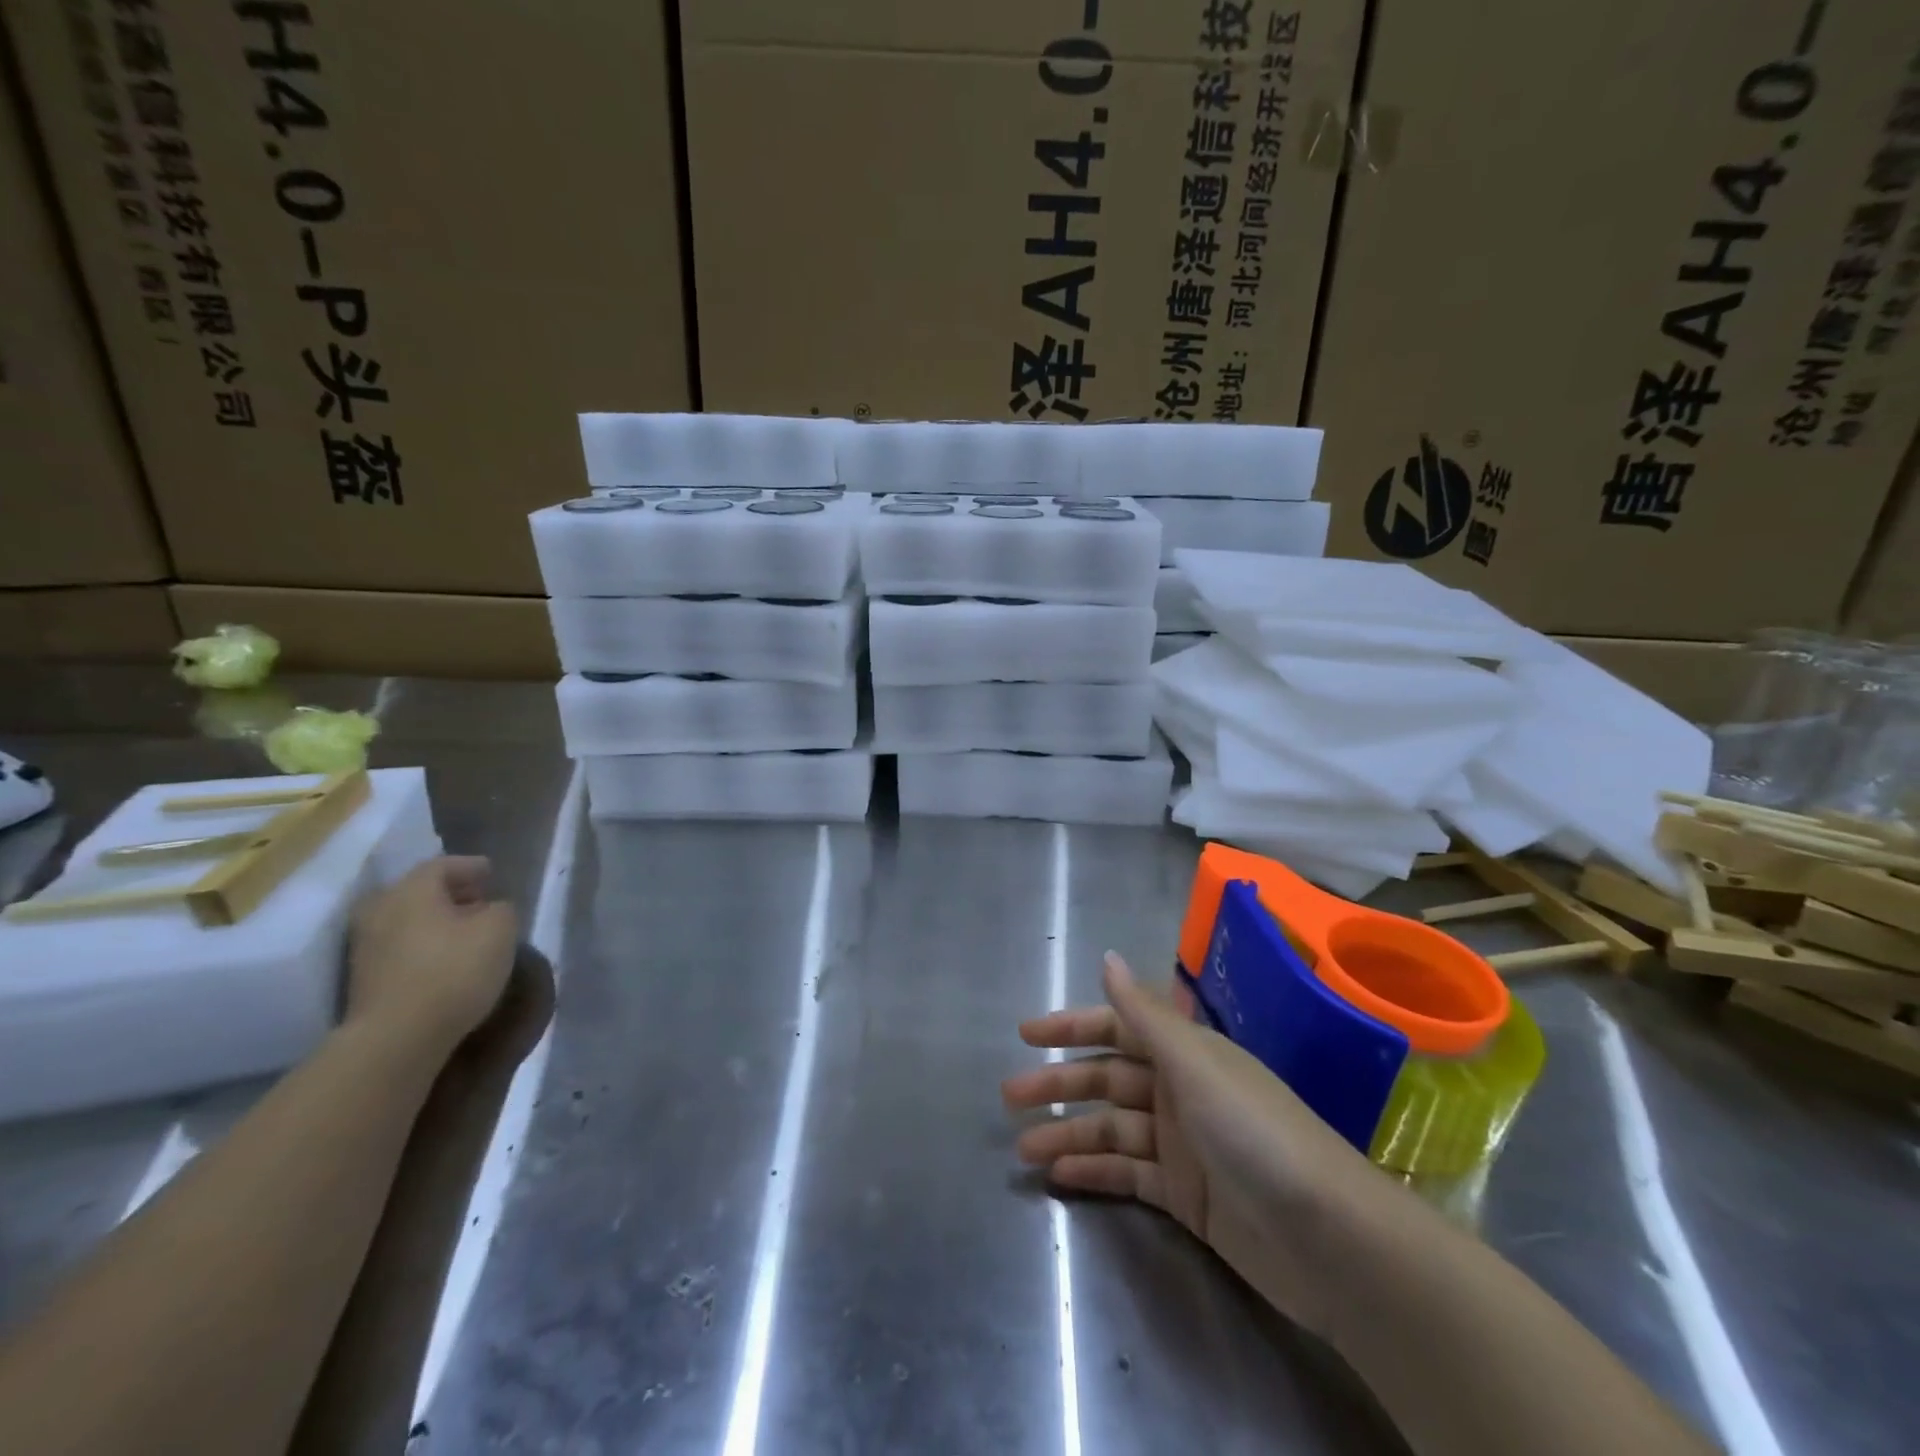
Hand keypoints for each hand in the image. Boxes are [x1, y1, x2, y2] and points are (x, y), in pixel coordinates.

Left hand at [345, 857, 518, 1053]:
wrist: (396, 1038)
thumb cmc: (454, 971)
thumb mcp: (500, 929)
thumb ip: (501, 909)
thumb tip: (491, 909)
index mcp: (411, 889)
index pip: (442, 865)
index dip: (471, 867)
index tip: (492, 874)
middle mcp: (380, 910)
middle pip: (419, 892)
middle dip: (450, 895)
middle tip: (479, 903)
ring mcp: (365, 947)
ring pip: (407, 921)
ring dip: (436, 923)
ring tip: (466, 935)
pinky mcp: (362, 980)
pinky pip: (400, 948)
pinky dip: (423, 947)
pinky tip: (446, 960)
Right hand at [1001, 951, 1387, 1338]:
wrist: (1328, 1237)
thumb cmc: (1255, 1132)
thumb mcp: (1196, 1064)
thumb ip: (1145, 1014)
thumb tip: (1107, 957)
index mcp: (1185, 1053)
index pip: (1116, 1029)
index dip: (1072, 1026)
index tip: (1026, 1033)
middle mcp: (1180, 1090)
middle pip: (1107, 1080)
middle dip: (1059, 1085)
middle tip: (1009, 1095)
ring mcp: (1182, 1143)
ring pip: (1112, 1130)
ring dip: (1069, 1135)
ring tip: (1023, 1150)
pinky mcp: (1186, 1194)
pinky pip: (1129, 1174)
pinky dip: (1095, 1173)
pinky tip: (1060, 1177)